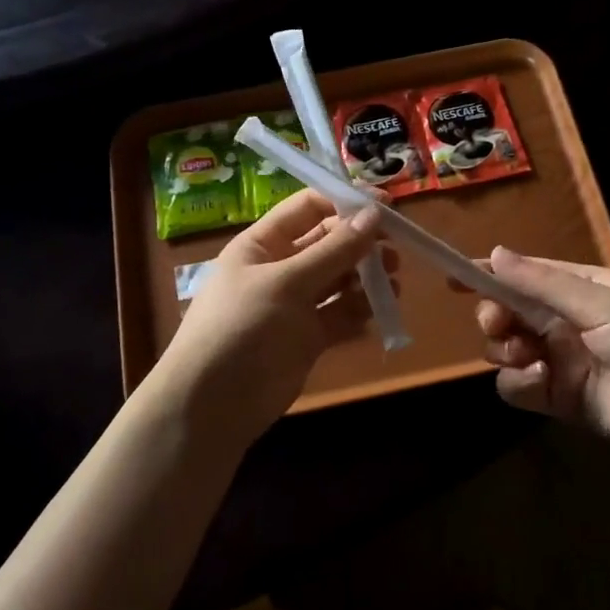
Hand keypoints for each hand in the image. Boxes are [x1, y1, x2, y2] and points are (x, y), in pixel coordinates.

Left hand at [153, 191, 393, 443]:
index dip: (344, 203)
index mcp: (262, 244)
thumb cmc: (242, 328)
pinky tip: (380, 312)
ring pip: (338, 280)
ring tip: (393, 283)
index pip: (307, 208)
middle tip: (397, 249)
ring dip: (366, 278)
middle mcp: (279, 268)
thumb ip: (334, 251)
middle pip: (328, 243)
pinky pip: (340, 315)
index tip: (385, 207)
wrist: (212, 405)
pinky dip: (360, 311)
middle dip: (361, 243)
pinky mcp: (307, 338)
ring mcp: (294, 304)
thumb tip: (375, 213)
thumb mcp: (287, 283)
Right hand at [475, 248, 609, 472]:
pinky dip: (519, 383)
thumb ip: (543, 285)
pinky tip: (540, 380)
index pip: (522, 275)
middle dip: (494, 314)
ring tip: (528, 355)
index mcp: (578, 288)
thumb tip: (494, 253)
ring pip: (505, 349)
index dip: (487, 273)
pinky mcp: (558, 398)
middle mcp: (563, 321)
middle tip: (497, 323)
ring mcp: (559, 360)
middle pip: (506, 312)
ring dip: (505, 349)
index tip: (452, 276)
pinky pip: (518, 387)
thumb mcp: (602, 304)